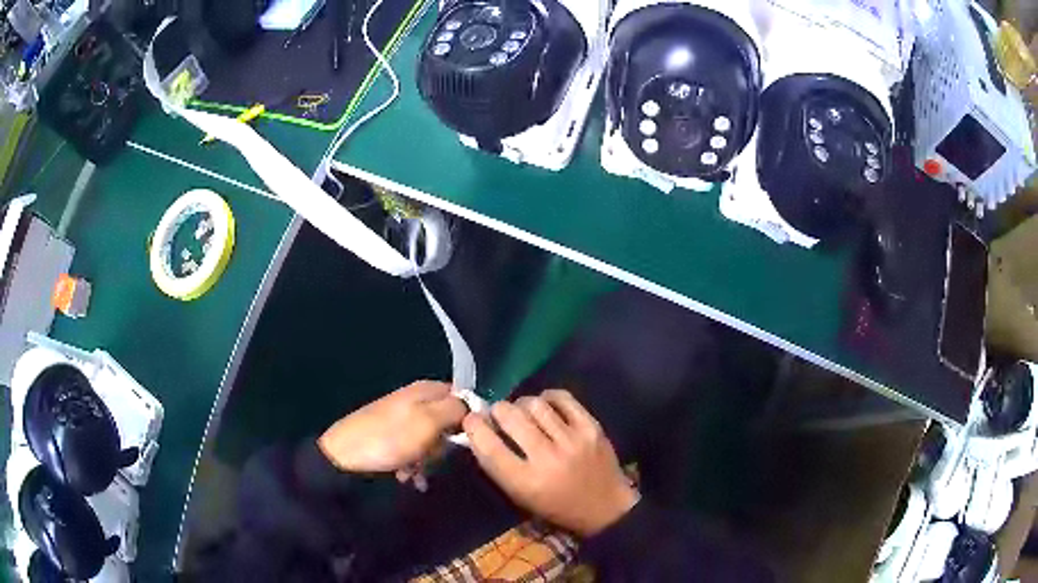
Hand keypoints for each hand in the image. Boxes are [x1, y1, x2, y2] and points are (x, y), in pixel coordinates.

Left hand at [318, 381, 466, 474]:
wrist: (344, 457)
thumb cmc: (389, 439)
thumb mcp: (428, 422)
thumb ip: (455, 409)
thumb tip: (475, 405)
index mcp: (425, 390)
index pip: (462, 396)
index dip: (470, 418)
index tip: (469, 439)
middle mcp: (415, 400)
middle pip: (448, 421)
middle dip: (444, 444)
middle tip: (433, 455)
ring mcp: (402, 419)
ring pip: (432, 439)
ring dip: (428, 459)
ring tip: (415, 471)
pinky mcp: (392, 436)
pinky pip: (415, 449)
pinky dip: (413, 464)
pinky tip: (406, 475)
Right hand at [463, 389, 638, 536]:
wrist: (605, 507)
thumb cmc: (556, 507)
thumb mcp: (520, 496)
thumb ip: (499, 465)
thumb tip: (480, 429)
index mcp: (526, 482)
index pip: (489, 446)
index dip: (474, 427)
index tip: (471, 419)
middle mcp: (548, 459)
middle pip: (510, 416)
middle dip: (498, 410)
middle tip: (499, 414)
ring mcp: (573, 440)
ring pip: (534, 404)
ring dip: (521, 404)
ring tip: (523, 411)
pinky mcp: (592, 427)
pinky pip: (562, 398)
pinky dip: (548, 397)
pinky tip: (546, 406)